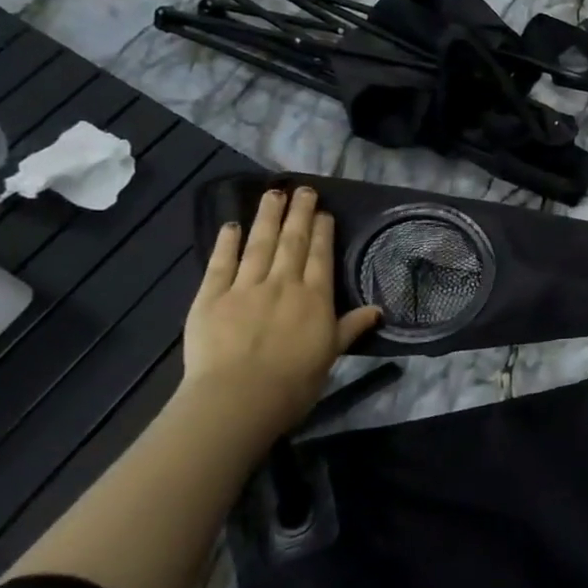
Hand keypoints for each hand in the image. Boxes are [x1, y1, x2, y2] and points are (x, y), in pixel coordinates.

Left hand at [183, 186, 380, 435]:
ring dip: (267, 217)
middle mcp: (283, 283)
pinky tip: (231, 225)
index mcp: (314, 297)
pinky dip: (226, 243)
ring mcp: (245, 287)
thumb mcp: (331, 354)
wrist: (239, 398)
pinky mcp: (210, 298)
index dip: (322, 231)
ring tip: (272, 193)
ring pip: (259, 244)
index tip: (323, 211)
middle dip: (298, 213)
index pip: (320, 256)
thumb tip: (377, 310)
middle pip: (292, 242)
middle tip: (302, 189)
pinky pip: (220, 264)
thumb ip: (350, 327)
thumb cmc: (294, 382)